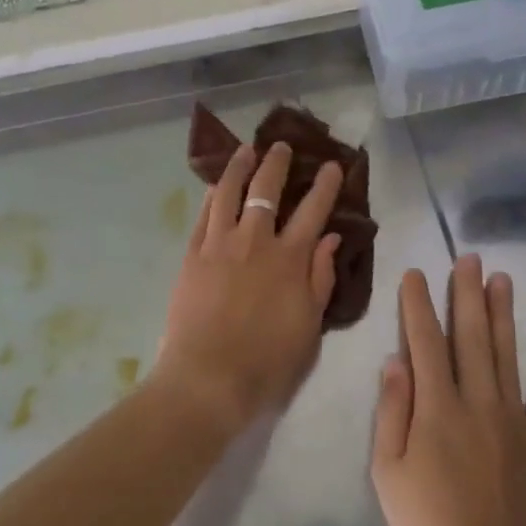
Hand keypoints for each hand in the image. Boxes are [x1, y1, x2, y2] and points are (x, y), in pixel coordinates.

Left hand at [155, 142, 343, 431]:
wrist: (207, 379)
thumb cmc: (267, 361)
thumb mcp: (309, 326)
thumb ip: (320, 279)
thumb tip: (329, 240)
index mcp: (290, 259)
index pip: (313, 211)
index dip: (326, 185)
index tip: (333, 166)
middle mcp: (255, 241)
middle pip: (267, 190)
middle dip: (277, 163)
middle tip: (281, 146)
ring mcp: (219, 245)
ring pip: (229, 192)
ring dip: (239, 167)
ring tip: (245, 151)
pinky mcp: (193, 255)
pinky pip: (204, 215)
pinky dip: (213, 195)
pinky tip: (217, 186)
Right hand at [371, 256, 525, 525]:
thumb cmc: (426, 525)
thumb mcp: (388, 472)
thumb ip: (392, 412)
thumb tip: (396, 361)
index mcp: (436, 408)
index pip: (425, 342)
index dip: (418, 305)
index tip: (415, 274)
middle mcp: (477, 401)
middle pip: (470, 336)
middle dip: (466, 293)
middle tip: (468, 258)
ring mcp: (513, 419)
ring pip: (507, 354)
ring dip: (503, 313)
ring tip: (502, 278)